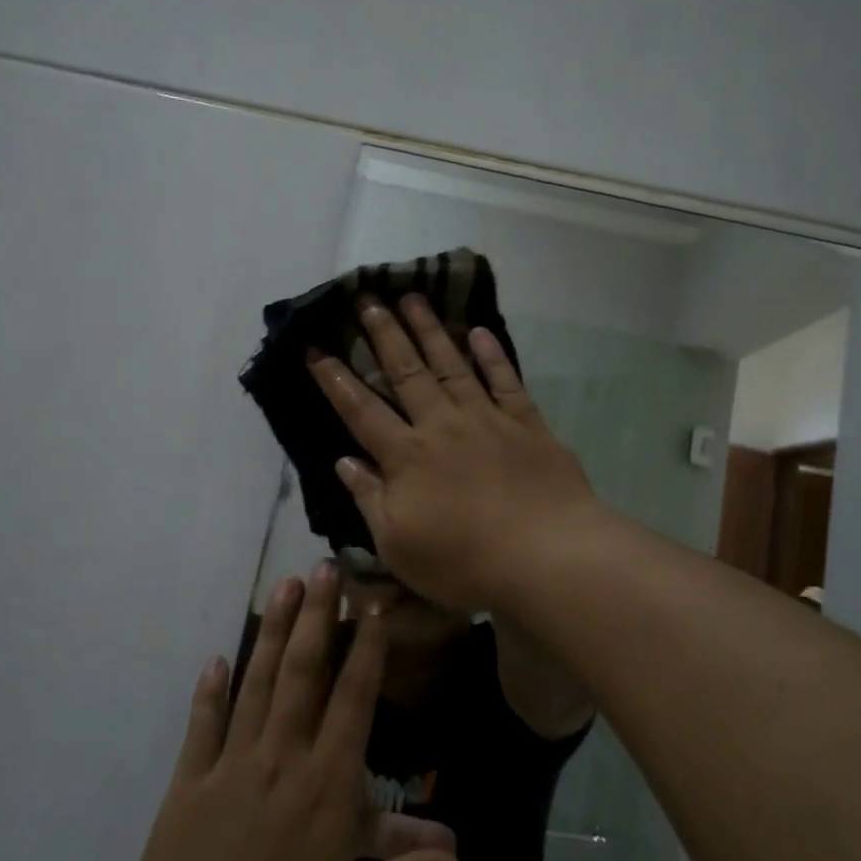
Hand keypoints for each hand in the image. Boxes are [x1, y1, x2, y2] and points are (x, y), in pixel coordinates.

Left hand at [107, 564, 461, 860]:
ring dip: (270, 632)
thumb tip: (461, 860)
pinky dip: (209, 691)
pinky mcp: (186, 788)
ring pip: (255, 684)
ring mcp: (229, 768)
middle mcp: (280, 760)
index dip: (365, 648)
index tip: (371, 605)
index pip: (353, 700)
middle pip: (302, 673)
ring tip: (282, 585)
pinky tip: (215, 657)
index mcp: (327, 787)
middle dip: (315, 616)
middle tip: (323, 567)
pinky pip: (201, 728)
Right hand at [306, 294, 605, 612]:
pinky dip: (492, 355)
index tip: (315, 347)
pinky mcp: (526, 423)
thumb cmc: (464, 562)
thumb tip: (343, 462)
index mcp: (407, 457)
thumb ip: (370, 499)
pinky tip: (479, 331)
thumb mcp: (398, 545)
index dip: (335, 379)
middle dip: (383, 333)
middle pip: (406, 372)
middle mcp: (442, 426)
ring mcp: (487, 419)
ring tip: (412, 298)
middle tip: (367, 298)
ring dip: (430, 330)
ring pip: (452, 364)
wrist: (546, 555)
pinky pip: (505, 380)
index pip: (360, 410)